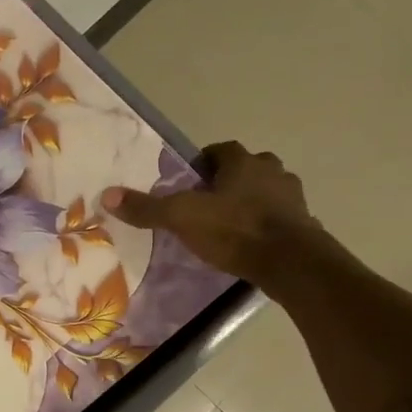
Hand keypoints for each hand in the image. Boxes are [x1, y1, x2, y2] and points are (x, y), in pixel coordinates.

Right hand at [104, 142, 323, 285]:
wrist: (290, 261)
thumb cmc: (235, 230)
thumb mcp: (182, 218)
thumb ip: (147, 208)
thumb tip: (107, 195)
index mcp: (242, 163)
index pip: (222, 150)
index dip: (205, 162)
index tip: (191, 179)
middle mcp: (272, 172)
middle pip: (249, 168)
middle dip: (231, 180)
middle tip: (210, 201)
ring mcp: (293, 198)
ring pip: (269, 191)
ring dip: (253, 200)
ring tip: (231, 223)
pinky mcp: (305, 225)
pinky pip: (282, 218)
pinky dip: (268, 224)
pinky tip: (253, 243)